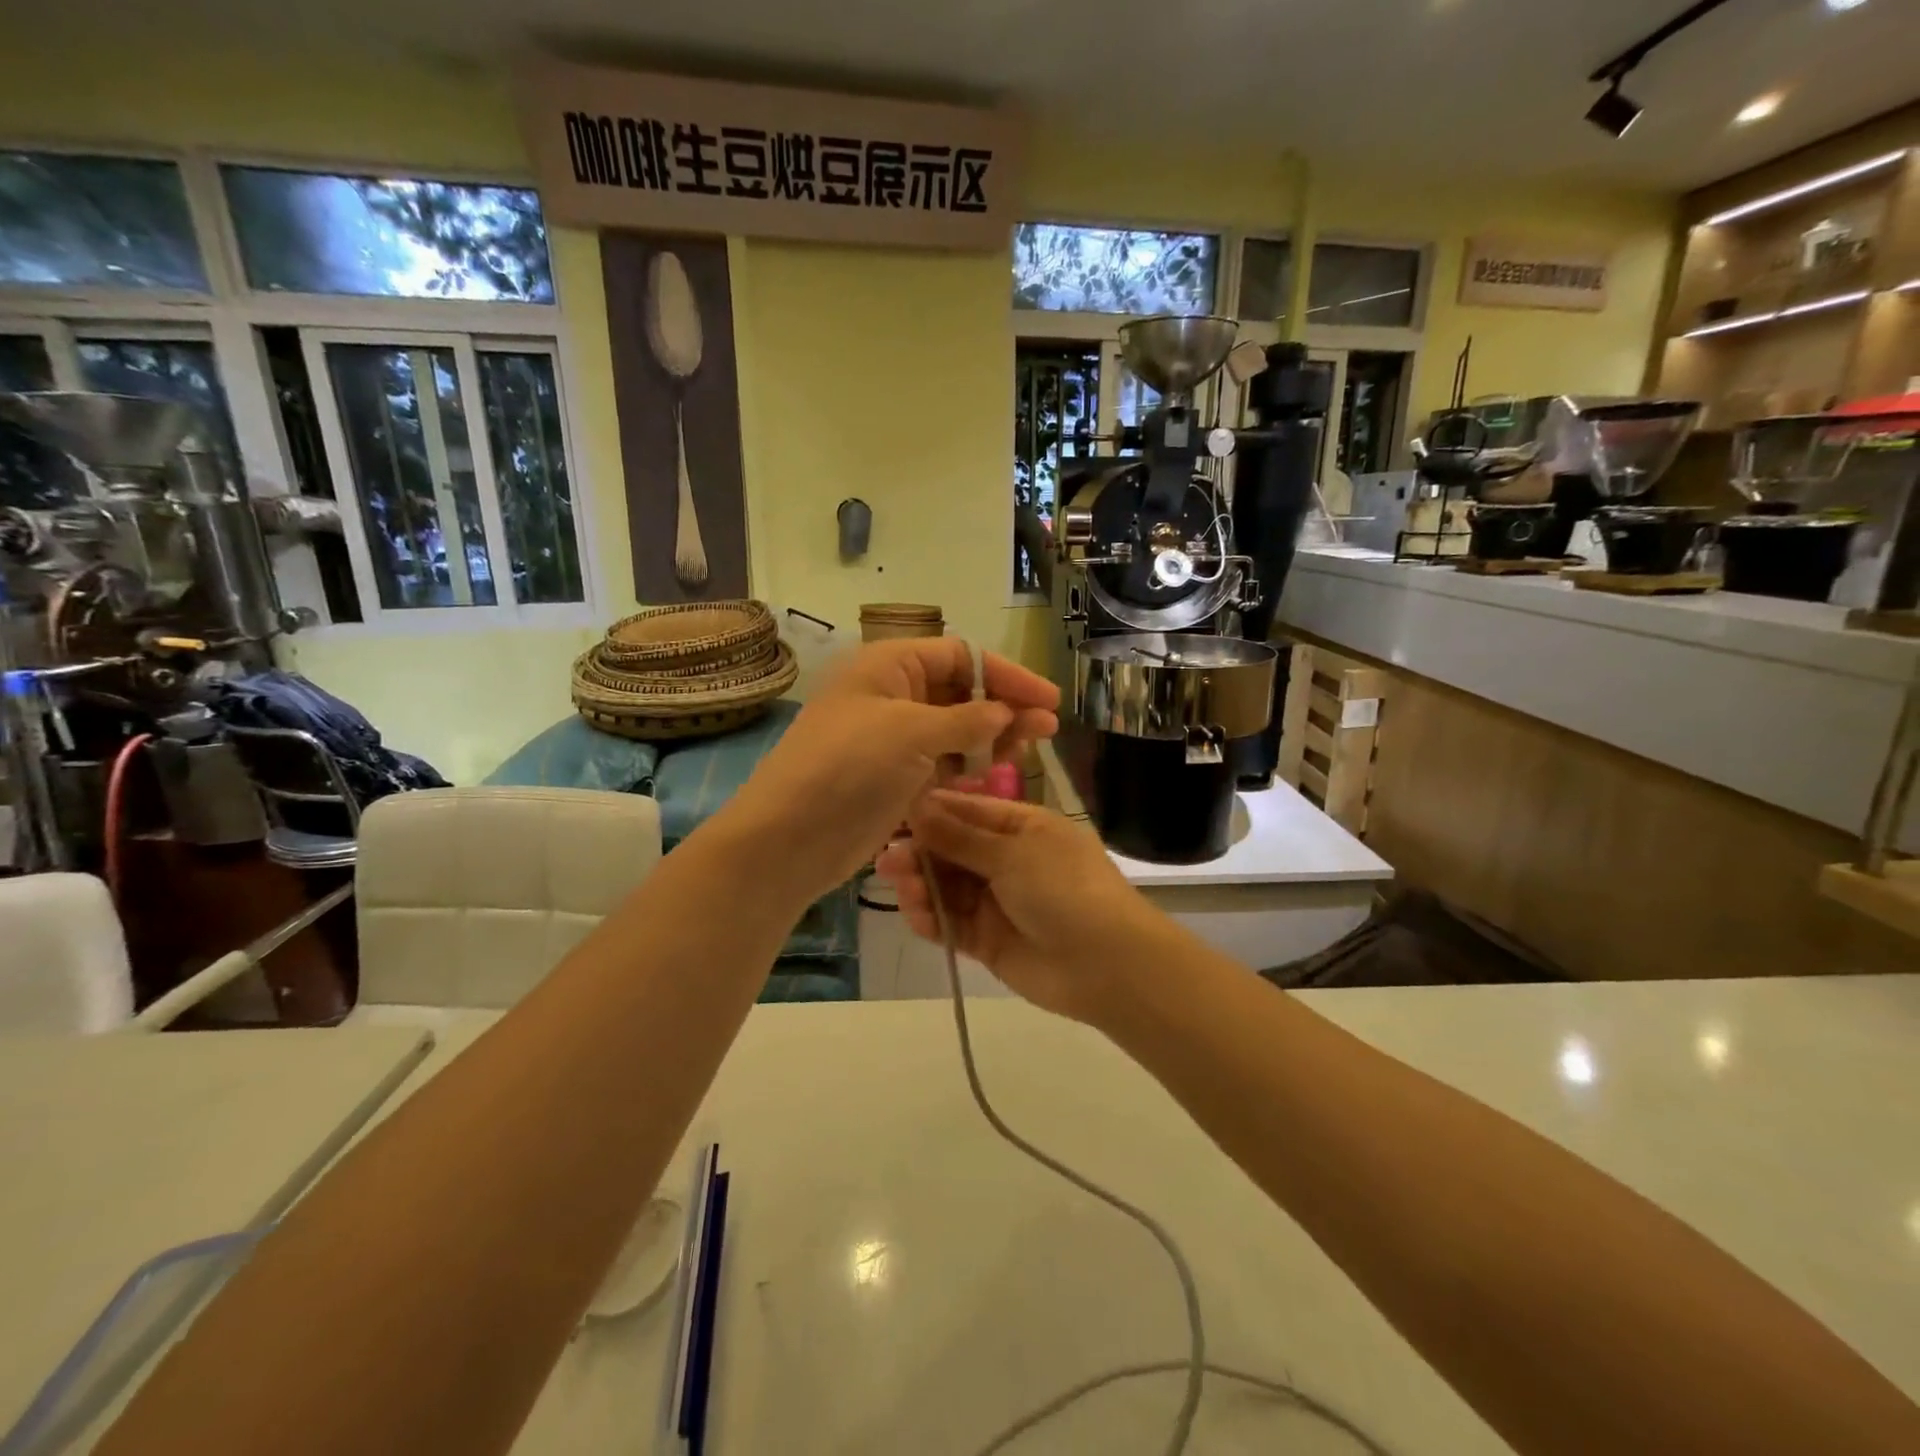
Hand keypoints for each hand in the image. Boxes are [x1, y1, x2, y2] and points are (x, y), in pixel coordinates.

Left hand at [725, 639, 1058, 903]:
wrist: (791, 838)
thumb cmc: (849, 768)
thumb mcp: (912, 733)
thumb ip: (968, 720)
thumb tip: (1006, 713)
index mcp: (889, 666)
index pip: (960, 656)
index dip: (1006, 675)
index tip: (1047, 699)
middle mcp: (892, 695)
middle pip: (960, 692)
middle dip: (1004, 707)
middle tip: (1047, 729)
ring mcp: (892, 739)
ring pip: (954, 729)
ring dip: (991, 737)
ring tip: (1029, 751)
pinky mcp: (894, 778)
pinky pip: (941, 763)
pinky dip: (968, 766)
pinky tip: (996, 774)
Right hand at [875, 791, 1160, 1024]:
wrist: (1107, 964)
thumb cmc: (1064, 889)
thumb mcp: (1012, 853)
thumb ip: (960, 836)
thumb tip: (917, 806)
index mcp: (1022, 827)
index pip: (968, 810)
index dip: (931, 812)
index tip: (892, 813)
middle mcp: (1008, 860)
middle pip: (952, 849)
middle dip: (921, 852)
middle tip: (887, 859)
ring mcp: (998, 901)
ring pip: (948, 887)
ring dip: (922, 885)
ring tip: (900, 887)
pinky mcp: (989, 940)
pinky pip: (953, 923)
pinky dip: (933, 919)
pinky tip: (916, 915)